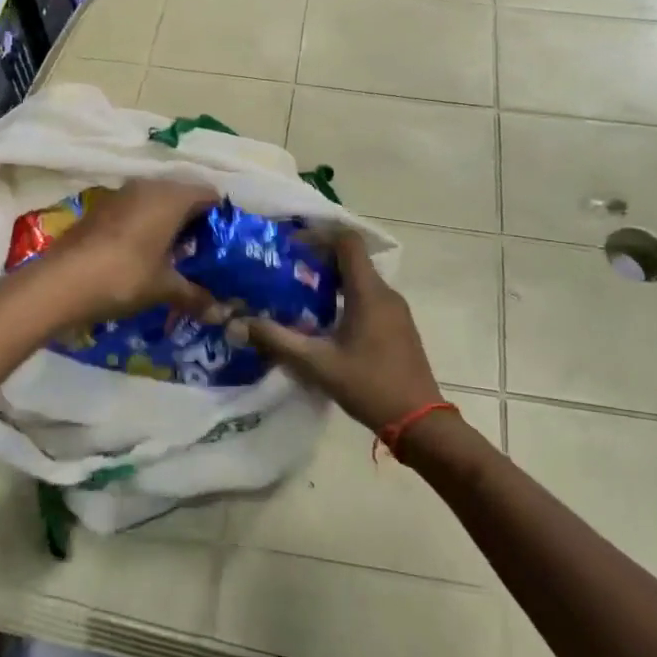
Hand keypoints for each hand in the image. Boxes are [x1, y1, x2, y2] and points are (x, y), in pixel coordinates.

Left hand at [45, 178, 220, 321]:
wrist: (60, 282)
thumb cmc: (124, 276)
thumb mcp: (164, 288)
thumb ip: (195, 295)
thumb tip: (220, 313)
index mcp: (172, 196)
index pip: (209, 195)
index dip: (221, 218)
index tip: (225, 245)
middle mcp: (148, 185)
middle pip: (182, 196)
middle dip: (194, 222)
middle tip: (202, 253)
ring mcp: (120, 194)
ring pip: (156, 202)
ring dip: (167, 224)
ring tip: (174, 257)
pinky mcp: (100, 208)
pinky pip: (134, 210)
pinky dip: (144, 226)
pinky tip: (144, 255)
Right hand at [232, 233, 442, 433]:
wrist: (419, 421)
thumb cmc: (369, 385)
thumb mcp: (317, 364)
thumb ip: (277, 340)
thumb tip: (238, 324)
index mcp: (369, 292)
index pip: (348, 241)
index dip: (319, 236)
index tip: (290, 246)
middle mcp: (386, 293)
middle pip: (352, 259)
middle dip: (318, 260)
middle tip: (286, 272)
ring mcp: (396, 311)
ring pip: (360, 281)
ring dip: (331, 281)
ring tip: (299, 296)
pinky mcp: (398, 327)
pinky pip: (369, 299)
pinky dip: (345, 298)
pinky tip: (325, 323)